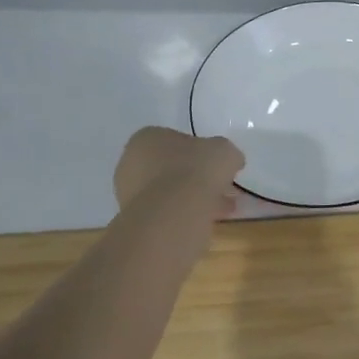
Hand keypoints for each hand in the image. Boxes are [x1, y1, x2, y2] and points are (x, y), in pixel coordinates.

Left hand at [113, 127, 244, 215]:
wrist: (171, 214)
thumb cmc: (195, 171)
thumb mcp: (225, 151)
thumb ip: (226, 154)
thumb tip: (230, 161)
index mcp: (148, 137)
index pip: (177, 140)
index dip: (202, 152)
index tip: (218, 166)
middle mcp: (131, 161)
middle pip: (171, 167)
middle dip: (197, 178)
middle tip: (223, 189)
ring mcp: (128, 191)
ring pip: (169, 191)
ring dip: (193, 198)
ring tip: (221, 209)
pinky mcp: (133, 217)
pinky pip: (165, 211)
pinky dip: (184, 214)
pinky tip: (206, 221)